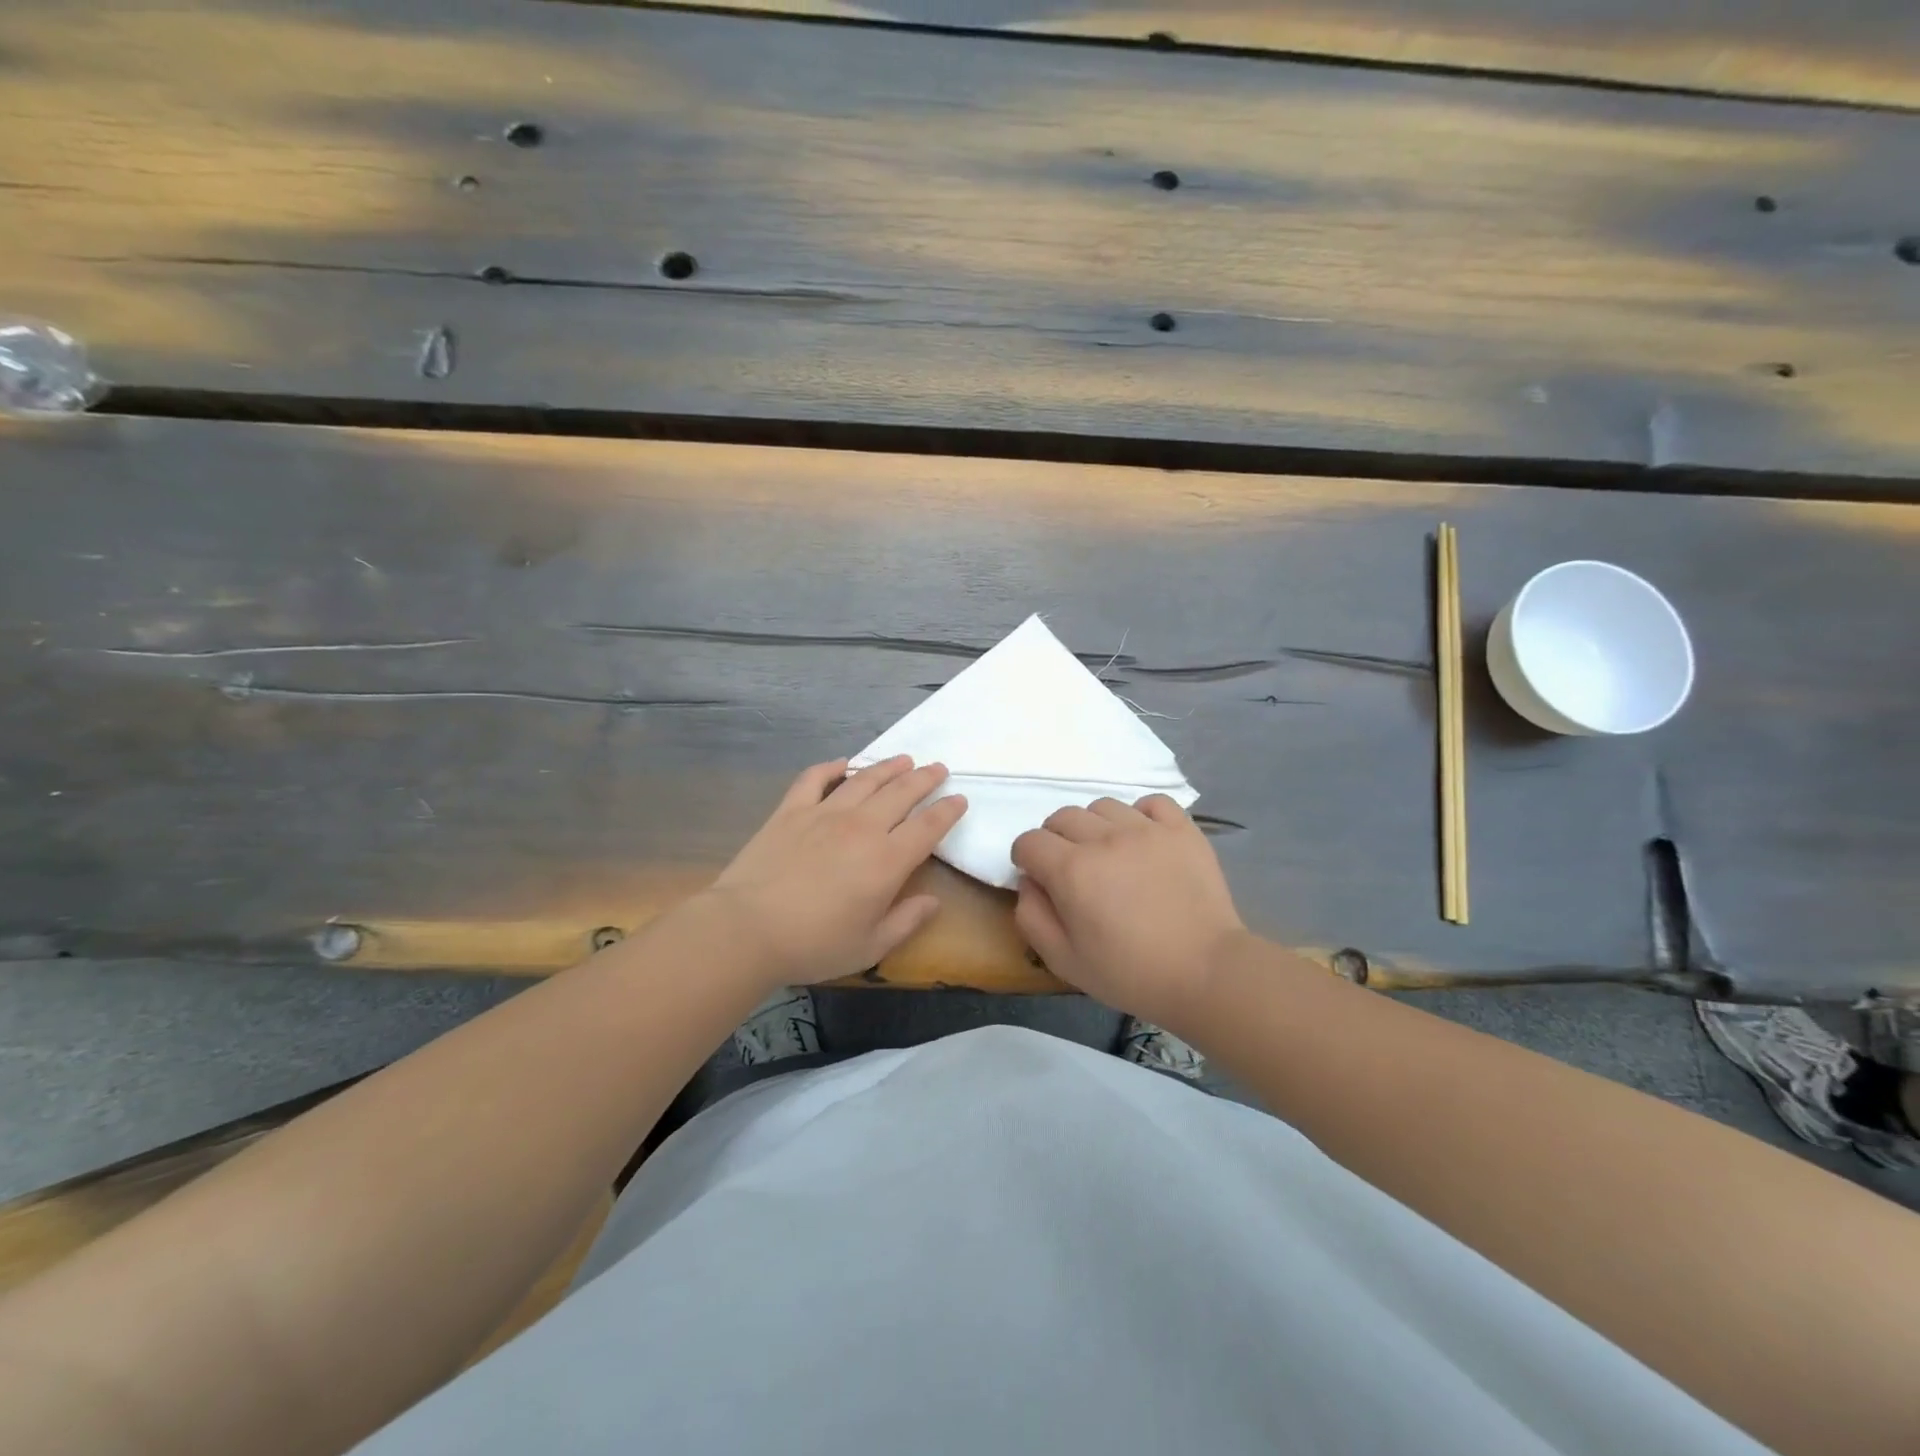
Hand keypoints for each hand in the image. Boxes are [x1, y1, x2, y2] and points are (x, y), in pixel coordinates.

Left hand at [707, 756, 967, 987]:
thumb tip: (934, 902)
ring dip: (888, 767)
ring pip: (864, 779)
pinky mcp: (791, 811)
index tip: (960, 799)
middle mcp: (861, 827)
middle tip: (938, 769)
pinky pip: (815, 779)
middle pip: (901, 793)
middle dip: (925, 778)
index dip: (948, 810)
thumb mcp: (870, 946)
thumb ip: (907, 921)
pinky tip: (842, 764)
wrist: (747, 929)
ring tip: (904, 759)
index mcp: (887, 860)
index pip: (928, 826)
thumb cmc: (814, 944)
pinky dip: (831, 768)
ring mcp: (824, 813)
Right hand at [1012, 795, 1243, 1026]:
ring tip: (1110, 855)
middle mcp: (1104, 838)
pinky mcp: (1181, 830)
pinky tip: (1144, 840)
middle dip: (1055, 840)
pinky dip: (1141, 815)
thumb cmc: (1129, 973)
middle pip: (1062, 817)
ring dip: (1095, 827)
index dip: (1026, 859)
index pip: (1029, 841)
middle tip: (1072, 870)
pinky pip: (1151, 803)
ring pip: (1103, 806)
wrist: (1206, 972)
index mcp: (1071, 869)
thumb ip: (1032, 917)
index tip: (1039, 879)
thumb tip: (1029, 882)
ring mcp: (1146, 829)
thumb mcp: (1063, 960)